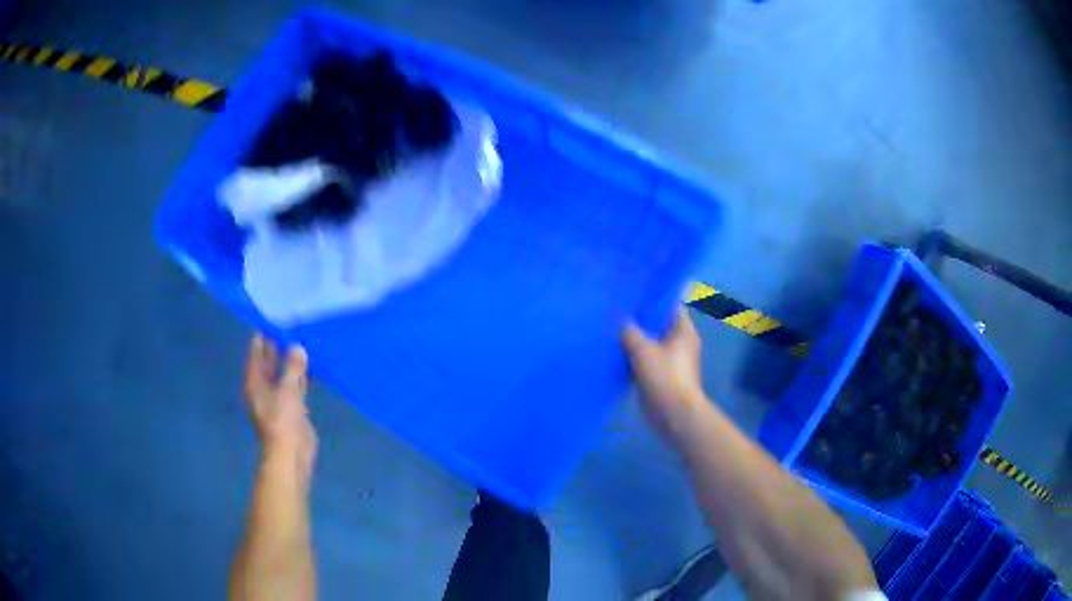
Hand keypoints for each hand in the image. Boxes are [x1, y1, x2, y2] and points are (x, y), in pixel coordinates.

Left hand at [244, 334, 317, 479]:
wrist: (291, 453)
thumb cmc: (282, 420)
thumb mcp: (287, 390)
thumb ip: (292, 367)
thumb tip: (298, 347)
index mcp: (255, 382)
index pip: (256, 354)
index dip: (262, 338)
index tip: (271, 320)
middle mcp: (264, 388)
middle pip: (269, 363)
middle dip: (278, 348)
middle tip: (289, 326)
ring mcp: (279, 398)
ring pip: (284, 374)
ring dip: (292, 362)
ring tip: (304, 341)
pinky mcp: (294, 408)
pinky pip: (297, 386)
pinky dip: (303, 377)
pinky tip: (314, 367)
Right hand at [622, 308, 706, 434]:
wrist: (673, 414)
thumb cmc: (664, 377)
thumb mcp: (643, 350)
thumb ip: (630, 332)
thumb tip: (620, 320)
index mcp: (683, 331)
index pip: (670, 305)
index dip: (653, 298)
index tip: (632, 292)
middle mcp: (679, 342)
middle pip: (657, 324)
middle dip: (638, 319)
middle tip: (616, 310)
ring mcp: (670, 359)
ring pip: (649, 342)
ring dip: (634, 338)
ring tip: (611, 328)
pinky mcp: (660, 374)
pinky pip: (645, 359)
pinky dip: (633, 355)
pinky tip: (614, 351)